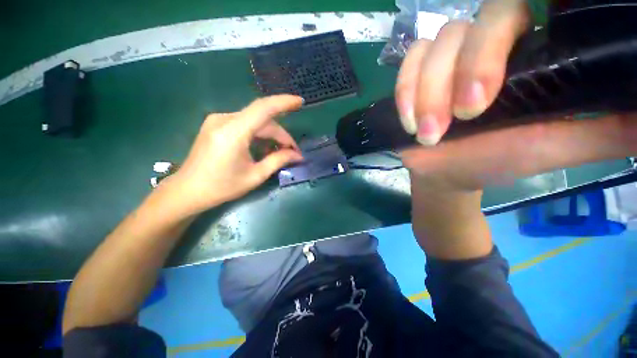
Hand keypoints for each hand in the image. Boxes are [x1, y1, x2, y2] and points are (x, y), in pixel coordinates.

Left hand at [163, 95, 303, 215]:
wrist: (188, 191)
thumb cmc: (222, 187)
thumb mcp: (255, 176)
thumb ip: (278, 161)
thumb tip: (297, 155)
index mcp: (233, 132)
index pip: (263, 108)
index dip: (284, 102)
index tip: (300, 102)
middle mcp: (224, 120)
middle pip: (262, 119)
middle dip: (281, 134)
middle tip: (293, 152)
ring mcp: (218, 121)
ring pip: (254, 121)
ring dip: (271, 134)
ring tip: (281, 151)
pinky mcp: (217, 125)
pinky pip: (245, 124)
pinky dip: (259, 134)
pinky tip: (265, 147)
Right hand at [395, 0, 636, 191]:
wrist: (446, 170)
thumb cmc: (496, 160)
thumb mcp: (556, 147)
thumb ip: (607, 129)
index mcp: (524, 55)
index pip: (516, 9)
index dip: (500, 35)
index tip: (484, 93)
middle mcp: (482, 47)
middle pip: (471, 25)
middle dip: (462, 72)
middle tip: (462, 116)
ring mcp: (444, 60)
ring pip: (434, 48)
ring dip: (427, 95)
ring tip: (429, 134)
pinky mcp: (414, 76)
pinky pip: (407, 64)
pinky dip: (405, 92)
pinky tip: (409, 121)